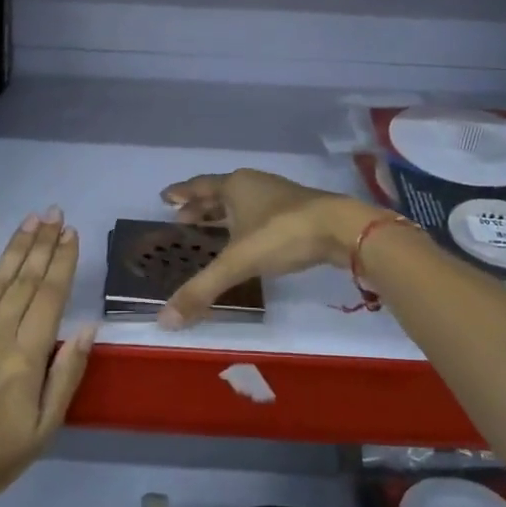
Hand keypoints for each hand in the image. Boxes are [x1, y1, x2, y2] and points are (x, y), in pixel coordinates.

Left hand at [0, 208, 94, 506]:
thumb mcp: (46, 426)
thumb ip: (68, 373)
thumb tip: (89, 326)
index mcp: (25, 359)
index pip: (50, 296)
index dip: (62, 261)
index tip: (72, 233)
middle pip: (24, 280)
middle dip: (42, 243)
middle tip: (55, 213)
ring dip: (15, 246)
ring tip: (32, 219)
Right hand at [156, 170, 377, 328]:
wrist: (341, 228)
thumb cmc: (282, 234)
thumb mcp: (238, 262)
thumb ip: (202, 289)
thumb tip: (164, 321)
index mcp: (235, 186)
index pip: (199, 186)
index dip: (181, 193)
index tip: (165, 197)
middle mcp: (254, 185)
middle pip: (220, 194)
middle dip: (200, 207)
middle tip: (182, 219)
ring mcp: (278, 197)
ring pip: (242, 203)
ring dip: (224, 215)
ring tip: (210, 230)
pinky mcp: (298, 212)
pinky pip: (260, 215)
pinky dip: (245, 225)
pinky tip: (247, 241)